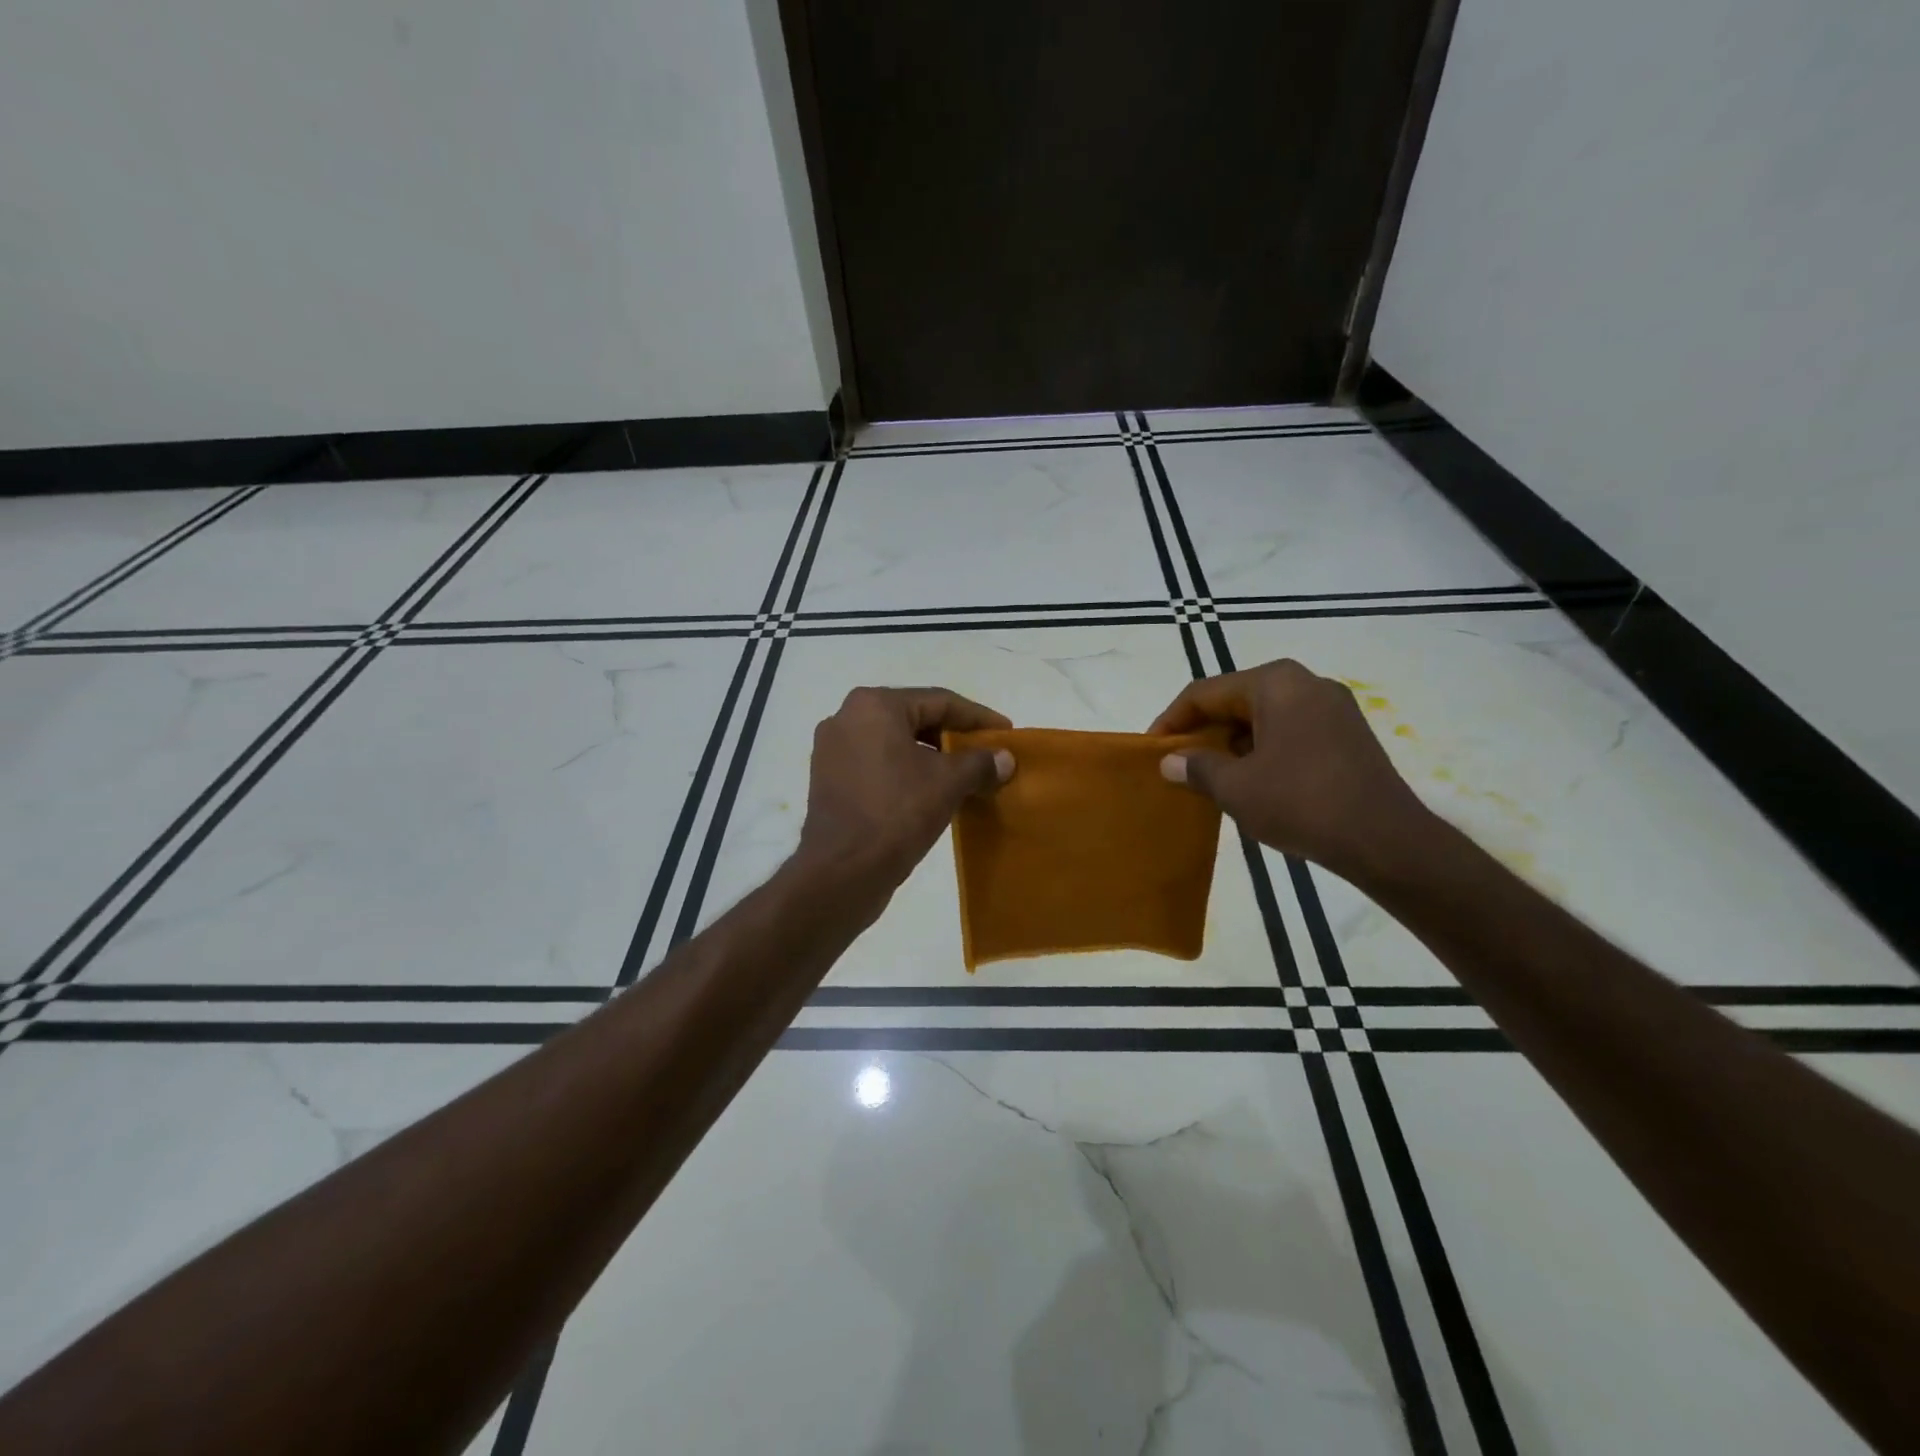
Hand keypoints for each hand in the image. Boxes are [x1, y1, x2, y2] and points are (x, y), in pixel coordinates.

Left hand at [798, 686, 1015, 887]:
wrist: (841, 872)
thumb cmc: (896, 813)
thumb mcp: (948, 783)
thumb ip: (980, 763)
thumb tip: (1005, 759)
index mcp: (874, 705)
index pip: (939, 701)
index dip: (978, 717)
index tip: (1006, 732)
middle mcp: (847, 718)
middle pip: (915, 719)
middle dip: (953, 737)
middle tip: (987, 753)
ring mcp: (832, 750)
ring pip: (895, 744)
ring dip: (931, 757)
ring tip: (964, 775)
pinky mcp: (828, 780)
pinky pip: (878, 765)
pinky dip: (906, 772)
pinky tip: (931, 792)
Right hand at [1150, 658, 1433, 879]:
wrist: (1385, 840)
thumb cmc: (1301, 802)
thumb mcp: (1236, 788)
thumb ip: (1197, 767)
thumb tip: (1170, 761)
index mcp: (1275, 683)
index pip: (1205, 692)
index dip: (1172, 720)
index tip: (1152, 749)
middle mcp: (1306, 683)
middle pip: (1236, 700)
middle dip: (1203, 731)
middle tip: (1179, 763)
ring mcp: (1333, 707)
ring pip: (1263, 717)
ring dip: (1232, 743)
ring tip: (1210, 776)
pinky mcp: (1348, 734)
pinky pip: (1290, 731)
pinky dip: (1262, 750)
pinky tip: (1251, 781)